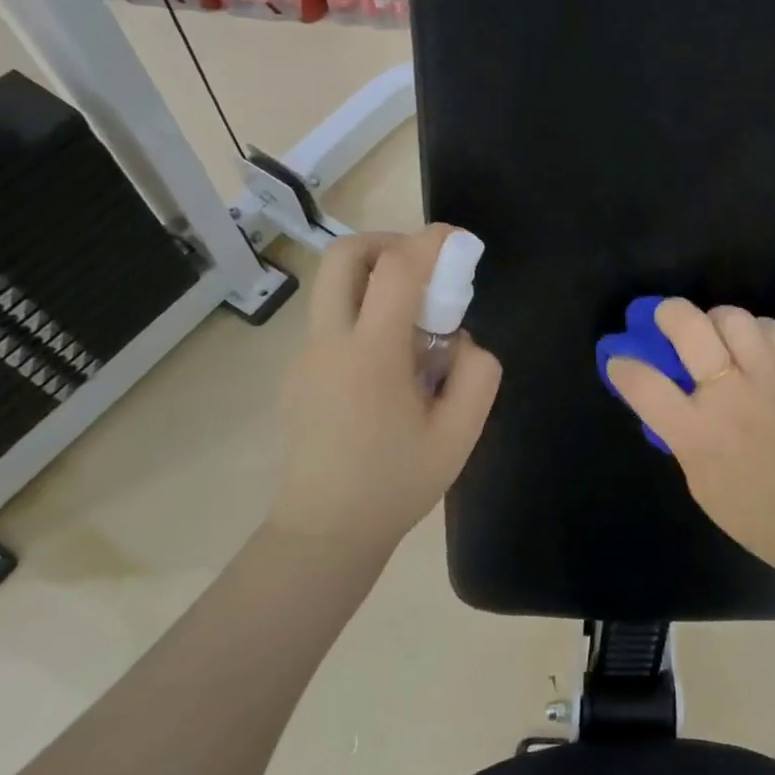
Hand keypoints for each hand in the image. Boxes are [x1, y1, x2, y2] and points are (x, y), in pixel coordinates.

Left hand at [271, 225, 501, 554]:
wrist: (323, 533)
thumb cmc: (396, 484)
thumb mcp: (461, 434)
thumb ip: (478, 373)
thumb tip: (459, 340)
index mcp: (371, 356)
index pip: (397, 269)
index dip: (432, 241)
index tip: (460, 242)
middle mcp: (328, 343)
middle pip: (343, 256)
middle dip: (388, 242)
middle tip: (424, 268)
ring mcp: (304, 357)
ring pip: (333, 287)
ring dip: (375, 280)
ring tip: (413, 326)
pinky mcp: (297, 374)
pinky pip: (332, 321)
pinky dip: (364, 315)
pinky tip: (389, 368)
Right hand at [606, 298, 774, 574]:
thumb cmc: (753, 513)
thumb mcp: (698, 480)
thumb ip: (679, 433)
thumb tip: (661, 395)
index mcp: (698, 433)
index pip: (644, 383)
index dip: (623, 366)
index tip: (620, 361)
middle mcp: (730, 396)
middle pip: (689, 327)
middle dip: (668, 313)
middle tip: (666, 319)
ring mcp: (771, 378)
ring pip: (733, 317)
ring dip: (716, 320)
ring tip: (717, 334)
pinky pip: (774, 328)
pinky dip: (757, 330)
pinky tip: (754, 346)